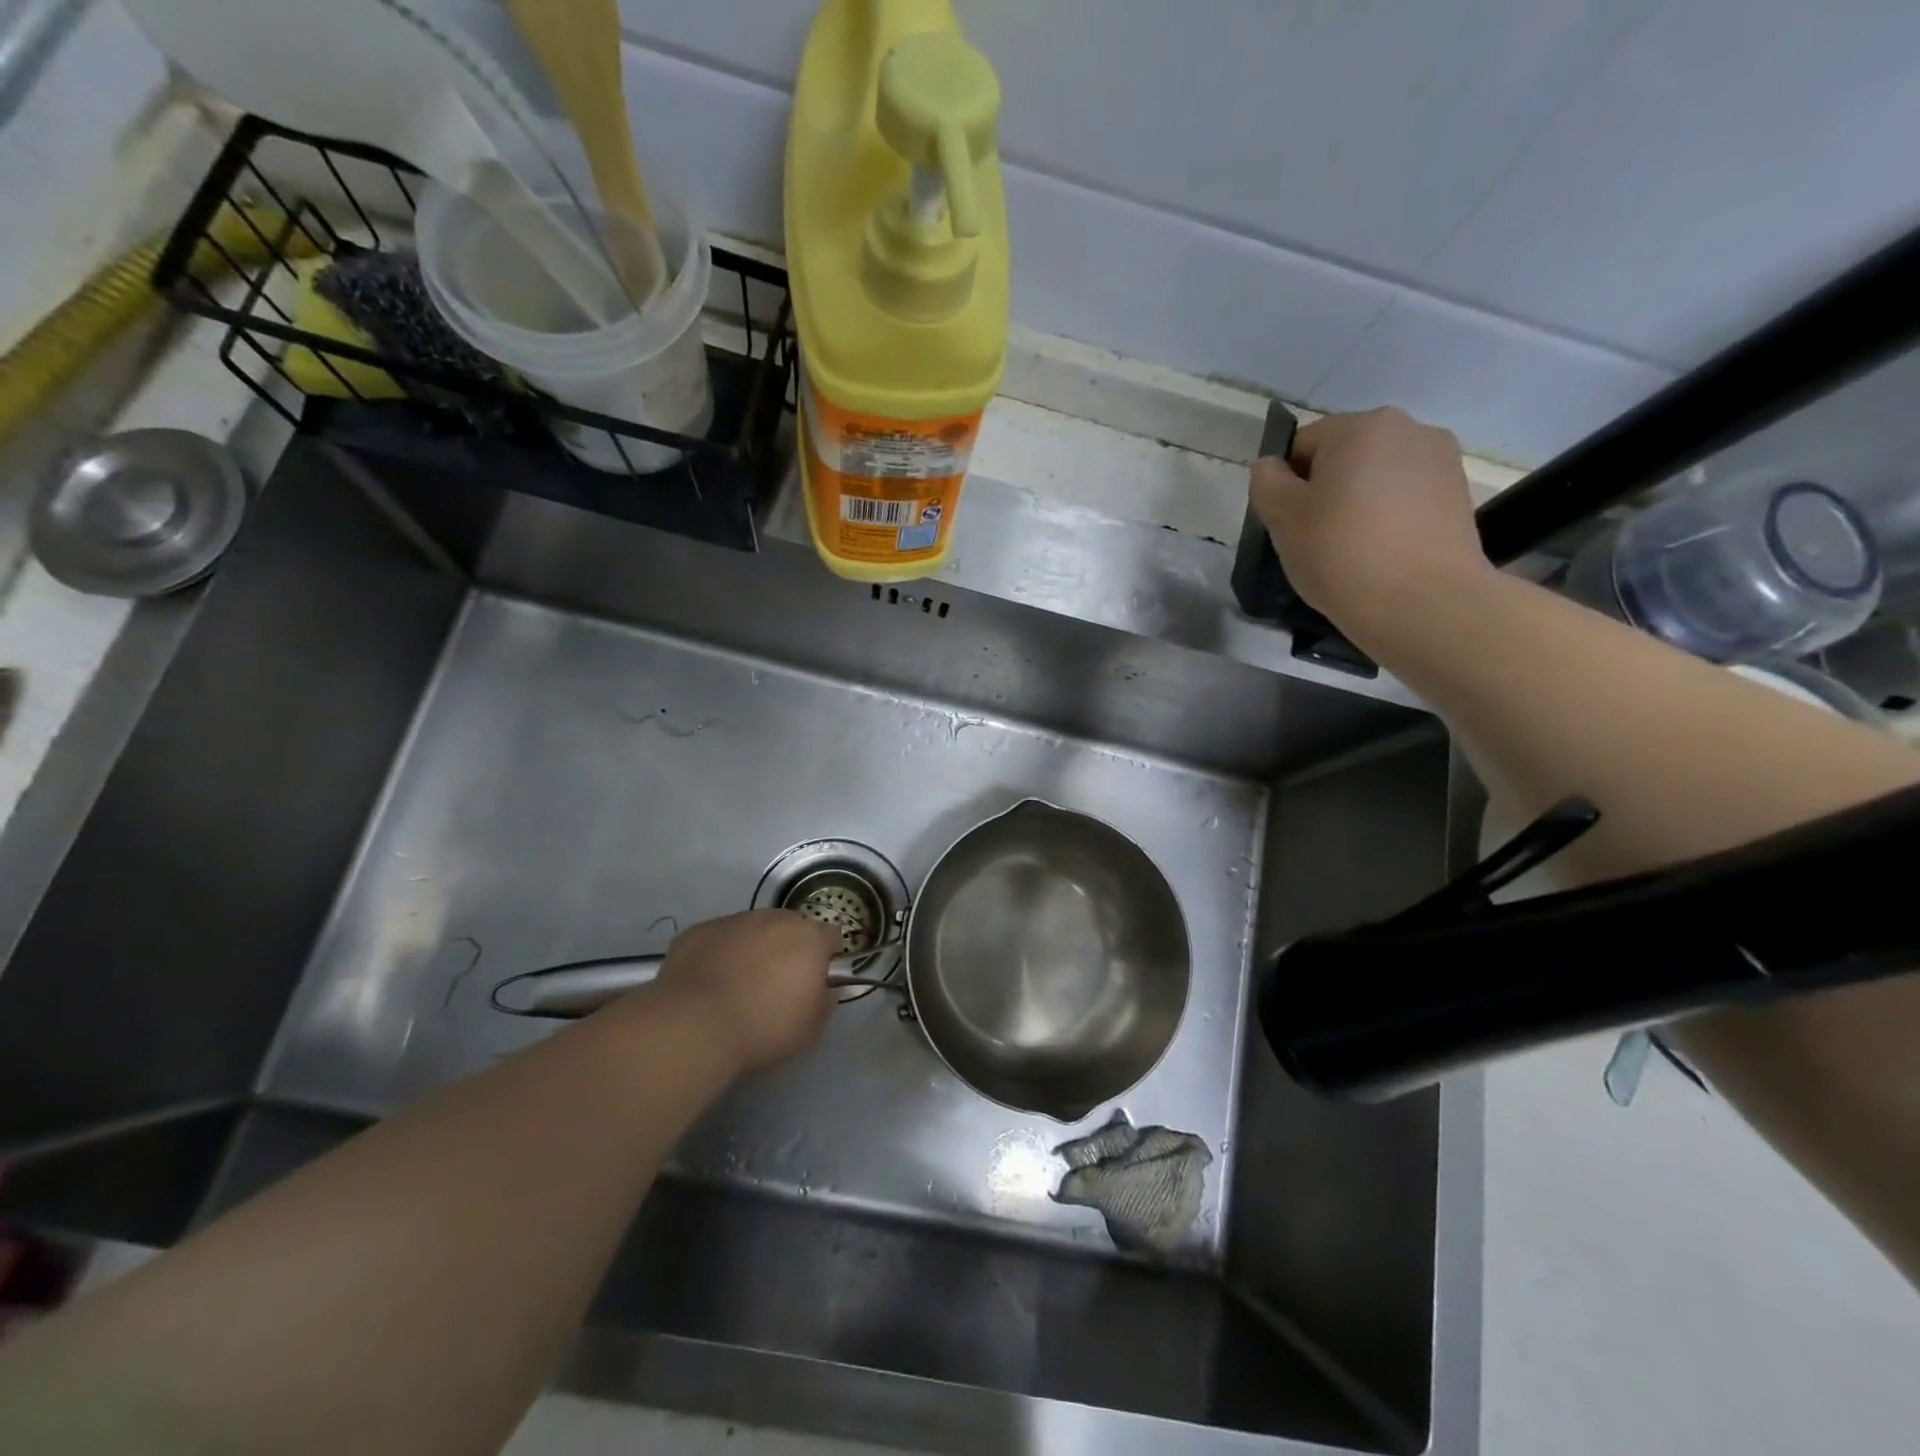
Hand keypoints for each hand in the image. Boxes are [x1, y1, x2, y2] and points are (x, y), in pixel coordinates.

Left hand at [650, 910, 840, 1072]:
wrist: (695, 1025)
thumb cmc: (763, 1027)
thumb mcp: (810, 1027)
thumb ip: (825, 1001)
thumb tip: (824, 990)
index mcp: (809, 938)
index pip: (831, 936)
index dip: (827, 956)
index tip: (817, 979)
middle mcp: (774, 919)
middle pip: (790, 927)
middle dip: (788, 949)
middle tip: (777, 983)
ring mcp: (734, 920)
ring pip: (753, 929)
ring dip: (753, 948)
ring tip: (738, 984)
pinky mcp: (700, 930)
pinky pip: (718, 939)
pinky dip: (719, 954)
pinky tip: (708, 983)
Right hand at [1249, 407, 1490, 635]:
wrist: (1422, 602)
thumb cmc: (1340, 553)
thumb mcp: (1282, 519)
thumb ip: (1267, 483)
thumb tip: (1272, 466)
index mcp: (1359, 427)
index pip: (1303, 444)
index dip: (1287, 484)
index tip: (1289, 524)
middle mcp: (1407, 428)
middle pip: (1345, 455)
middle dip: (1327, 489)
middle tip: (1317, 538)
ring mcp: (1441, 459)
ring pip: (1378, 476)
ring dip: (1360, 501)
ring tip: (1354, 548)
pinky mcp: (1459, 493)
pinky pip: (1407, 497)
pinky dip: (1390, 516)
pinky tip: (1384, 552)